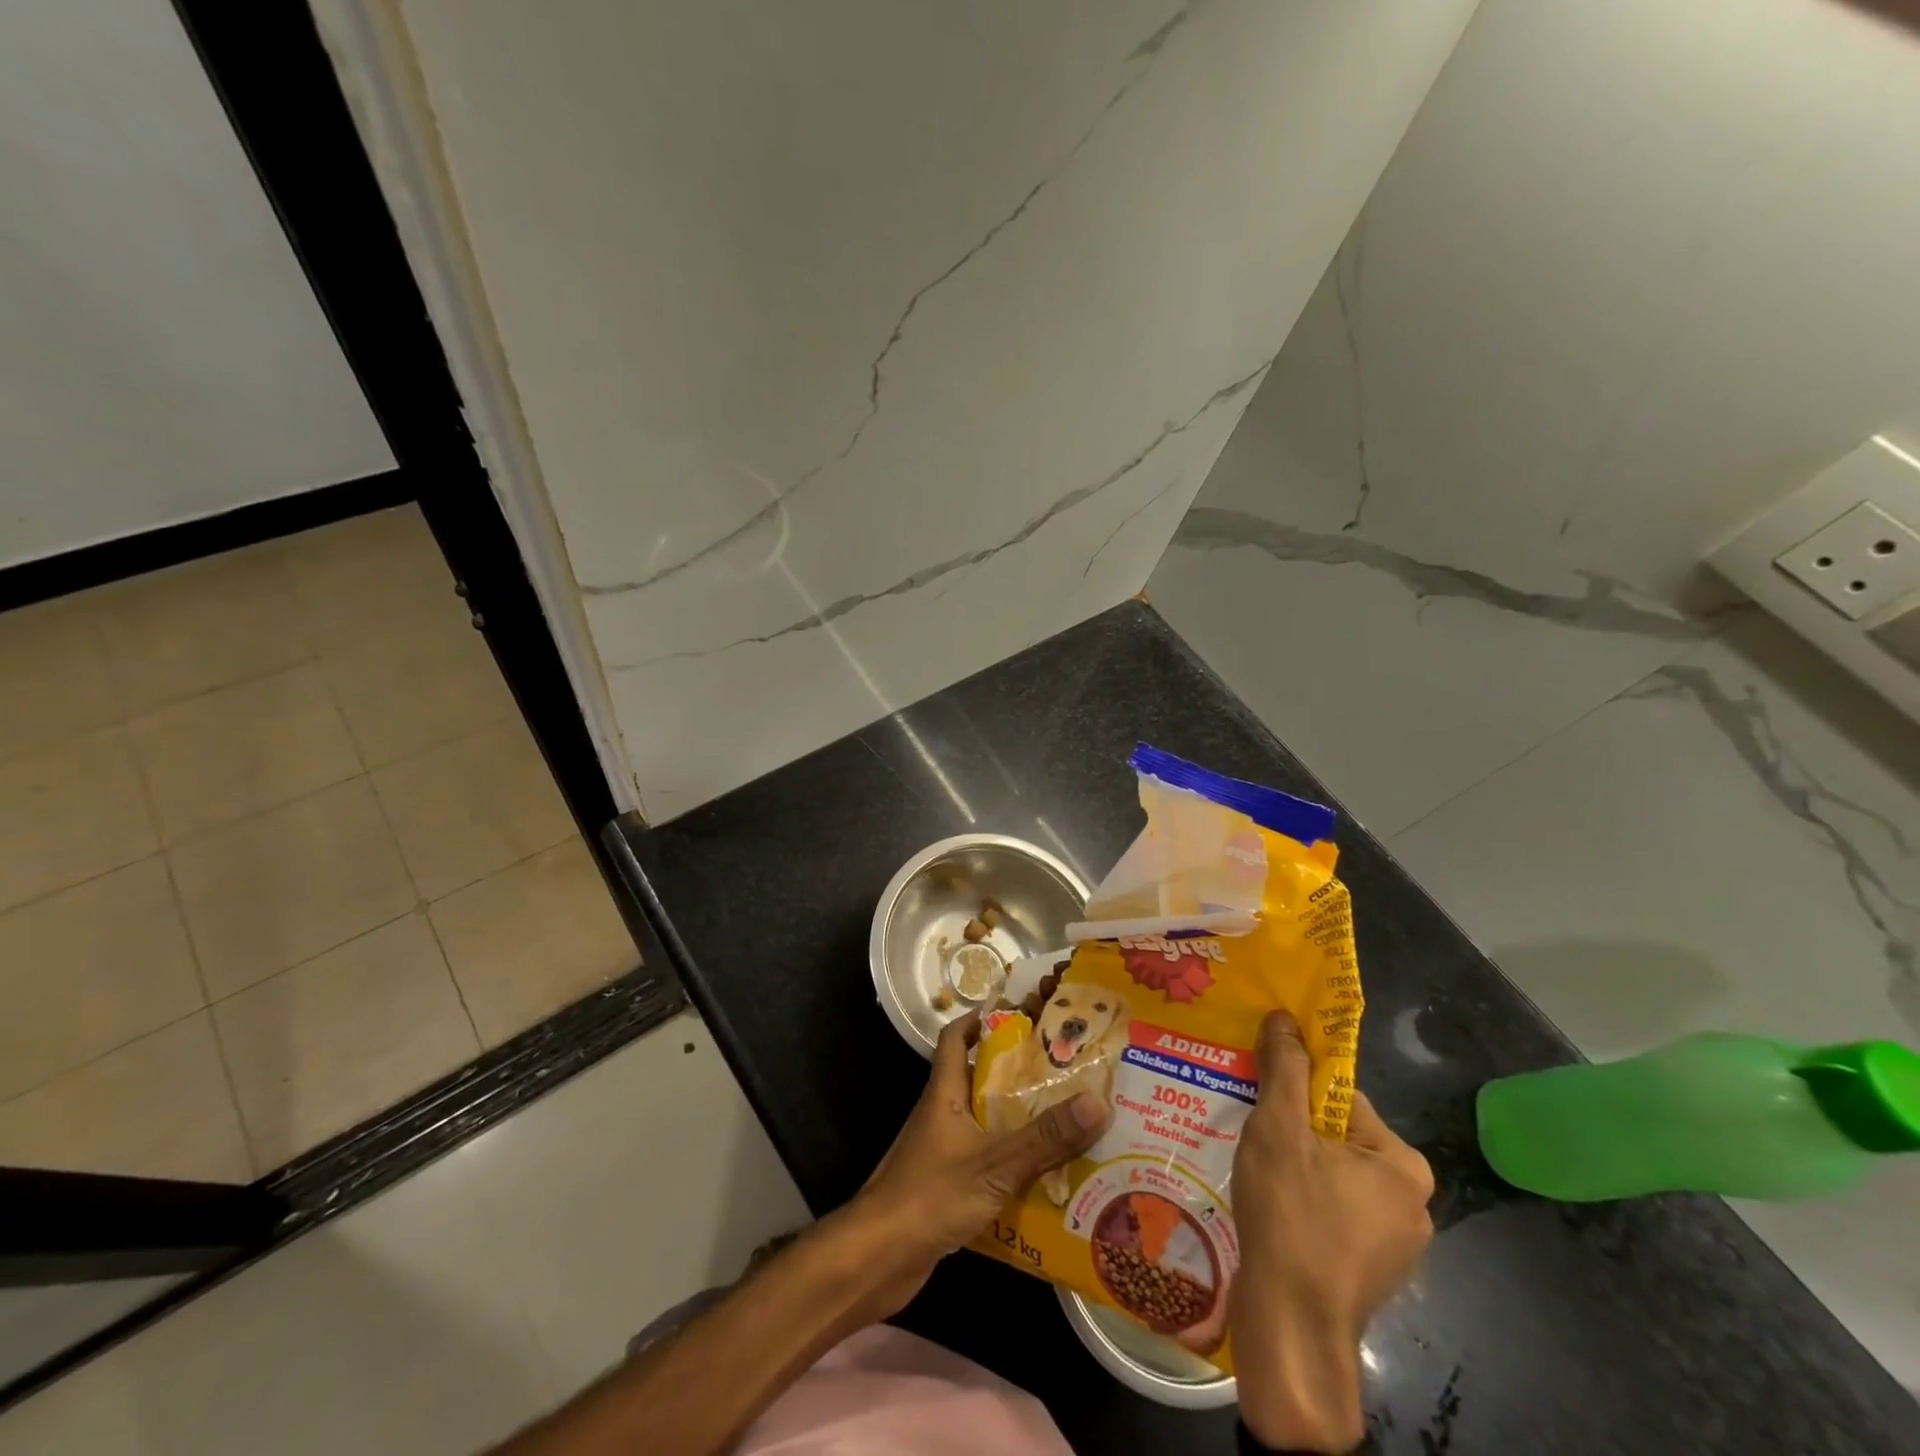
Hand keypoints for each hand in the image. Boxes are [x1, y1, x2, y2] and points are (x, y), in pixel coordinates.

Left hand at [841, 1013, 1110, 1318]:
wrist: (877, 1258)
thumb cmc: (930, 1195)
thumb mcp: (994, 1164)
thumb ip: (1045, 1137)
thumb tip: (1097, 1100)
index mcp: (945, 1092)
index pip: (956, 1038)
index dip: (981, 1019)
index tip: (1019, 1014)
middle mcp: (942, 1113)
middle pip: (979, 1080)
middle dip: (1018, 1076)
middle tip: (1064, 1074)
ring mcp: (941, 1150)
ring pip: (985, 1124)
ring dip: (1019, 1123)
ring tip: (1067, 1123)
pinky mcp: (945, 1186)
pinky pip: (985, 1162)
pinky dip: (1011, 1164)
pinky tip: (1046, 1179)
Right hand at [1230, 1012, 1432, 1452]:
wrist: (1291, 1327)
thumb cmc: (1290, 1216)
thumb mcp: (1279, 1128)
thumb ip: (1284, 1068)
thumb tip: (1285, 1016)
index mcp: (1403, 1164)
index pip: (1341, 1100)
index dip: (1295, 1094)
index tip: (1260, 1103)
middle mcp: (1413, 1202)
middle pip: (1337, 1137)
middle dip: (1293, 1133)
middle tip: (1253, 1138)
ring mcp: (1395, 1243)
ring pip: (1332, 1175)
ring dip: (1294, 1167)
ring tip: (1257, 1175)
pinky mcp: (1371, 1270)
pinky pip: (1333, 1212)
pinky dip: (1303, 1203)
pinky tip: (1271, 1211)